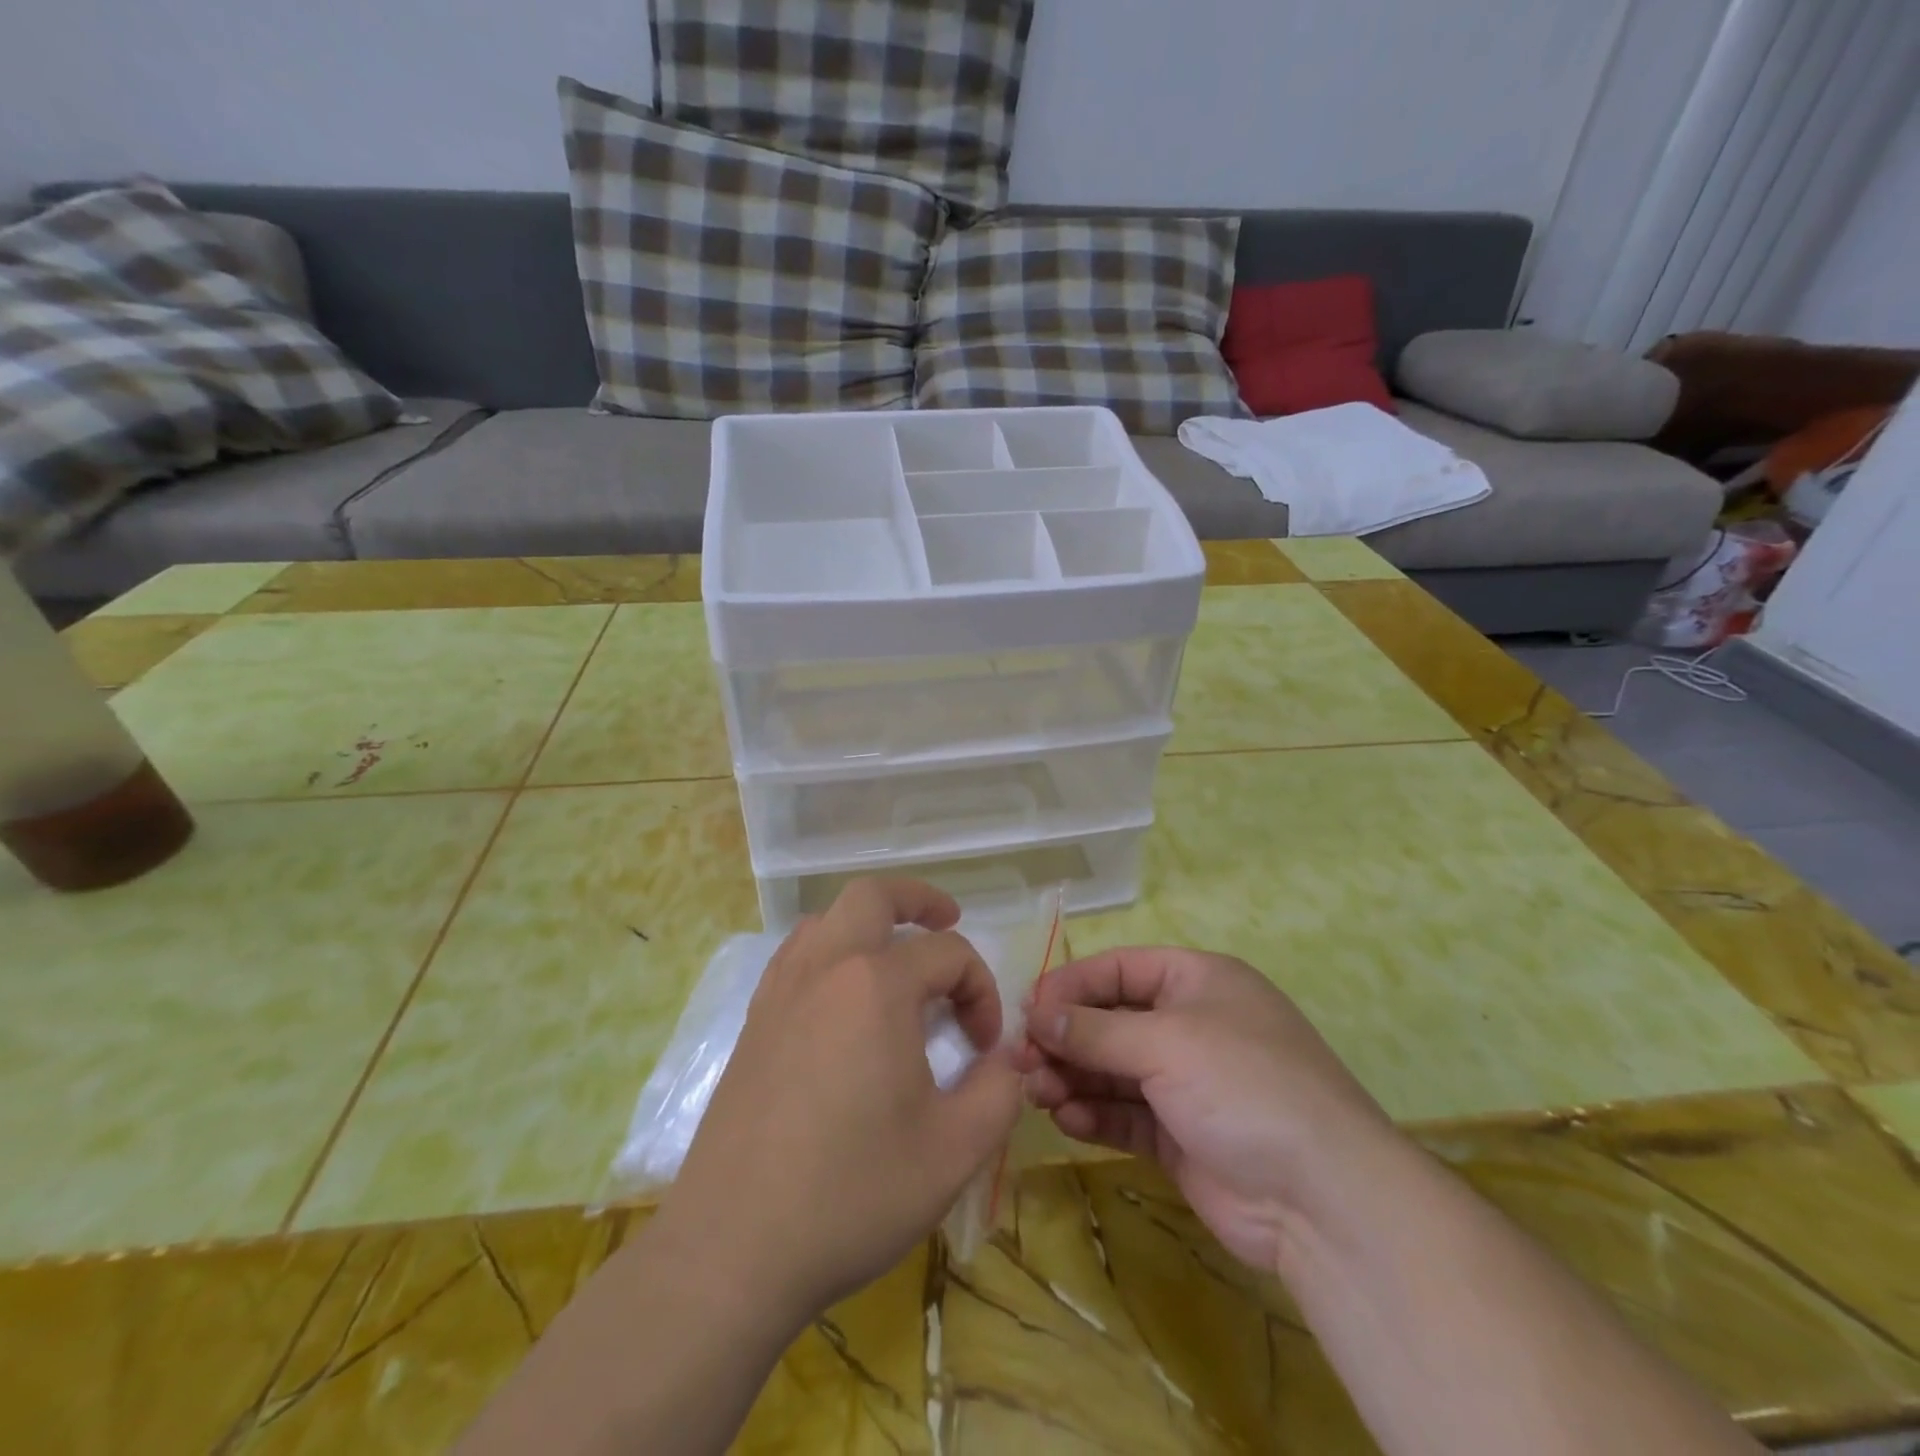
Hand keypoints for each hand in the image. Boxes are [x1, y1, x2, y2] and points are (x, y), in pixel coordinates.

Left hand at [661, 878, 1022, 1325]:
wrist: (733, 1248)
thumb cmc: (852, 1193)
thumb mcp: (955, 1150)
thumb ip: (1000, 1090)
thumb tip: (1008, 1057)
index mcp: (876, 986)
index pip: (948, 954)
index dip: (981, 990)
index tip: (985, 1046)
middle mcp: (825, 968)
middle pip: (872, 896)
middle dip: (918, 899)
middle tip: (948, 920)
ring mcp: (780, 991)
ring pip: (827, 919)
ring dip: (869, 922)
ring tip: (896, 957)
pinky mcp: (754, 1022)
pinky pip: (797, 955)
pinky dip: (830, 951)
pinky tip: (844, 999)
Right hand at [1022, 946, 1397, 1271]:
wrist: (1323, 1199)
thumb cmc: (1243, 1085)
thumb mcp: (1165, 1043)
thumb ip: (1094, 1031)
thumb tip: (1036, 1015)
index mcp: (1199, 981)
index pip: (1121, 969)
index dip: (1072, 984)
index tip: (1027, 1008)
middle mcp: (1191, 1025)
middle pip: (1111, 1021)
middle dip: (1066, 1039)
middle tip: (1021, 1060)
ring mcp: (1187, 1083)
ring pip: (1113, 1070)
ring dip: (1073, 1077)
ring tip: (1036, 1092)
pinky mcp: (1181, 1135)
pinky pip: (1126, 1113)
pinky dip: (1094, 1113)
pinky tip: (1065, 1118)